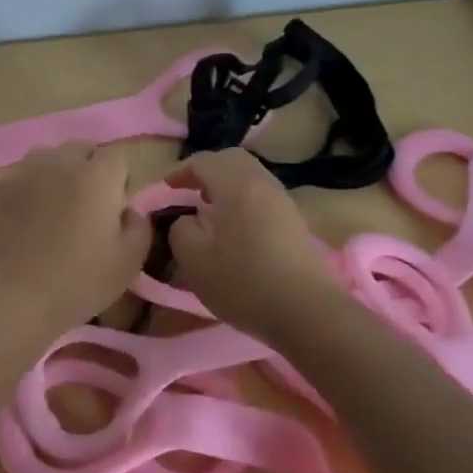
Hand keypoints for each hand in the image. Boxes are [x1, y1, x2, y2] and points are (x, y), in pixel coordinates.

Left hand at [0, 142, 152, 338]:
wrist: (11, 296)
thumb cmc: (77, 282)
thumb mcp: (128, 263)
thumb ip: (139, 227)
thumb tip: (129, 210)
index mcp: (97, 176)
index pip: (117, 158)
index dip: (118, 182)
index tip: (113, 210)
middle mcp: (59, 163)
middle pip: (80, 149)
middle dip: (87, 170)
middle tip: (84, 208)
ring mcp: (22, 172)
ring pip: (45, 158)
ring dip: (54, 175)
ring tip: (50, 209)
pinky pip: (16, 179)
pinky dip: (23, 192)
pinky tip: (19, 223)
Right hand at [166, 148, 342, 342]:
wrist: (306, 312)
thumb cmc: (244, 283)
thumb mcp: (194, 260)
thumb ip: (180, 231)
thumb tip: (187, 220)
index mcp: (236, 185)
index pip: (204, 161)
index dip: (181, 171)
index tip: (166, 189)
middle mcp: (262, 183)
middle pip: (233, 160)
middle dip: (207, 170)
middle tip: (189, 191)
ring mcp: (283, 202)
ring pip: (251, 176)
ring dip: (227, 184)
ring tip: (210, 210)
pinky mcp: (295, 222)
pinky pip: (262, 195)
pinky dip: (243, 199)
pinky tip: (235, 227)